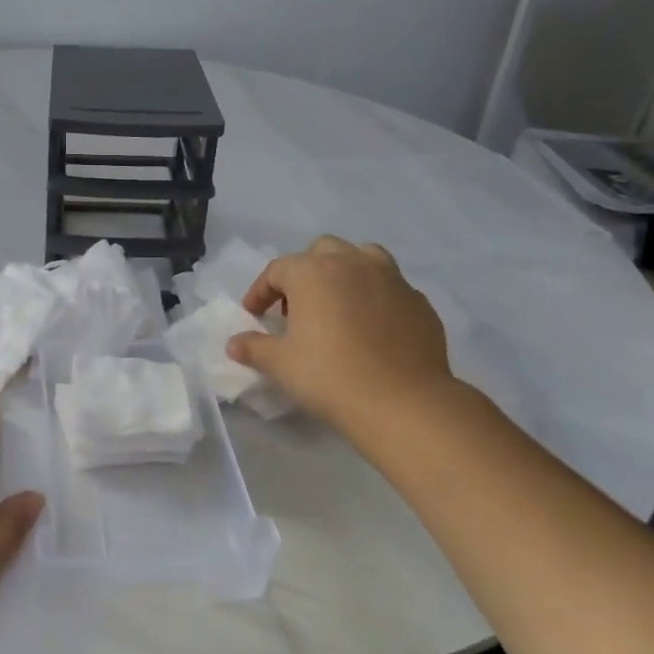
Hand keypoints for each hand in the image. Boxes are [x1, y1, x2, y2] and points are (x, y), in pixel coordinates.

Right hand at [226, 235, 455, 435]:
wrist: (402, 401)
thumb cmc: (330, 376)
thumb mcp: (280, 364)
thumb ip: (254, 347)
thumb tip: (234, 344)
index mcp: (313, 272)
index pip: (277, 270)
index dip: (261, 291)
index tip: (254, 314)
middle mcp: (353, 263)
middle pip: (321, 252)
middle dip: (304, 273)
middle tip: (296, 308)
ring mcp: (391, 278)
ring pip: (363, 258)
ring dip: (344, 273)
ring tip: (338, 305)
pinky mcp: (418, 301)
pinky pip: (390, 287)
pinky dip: (375, 297)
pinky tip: (371, 328)